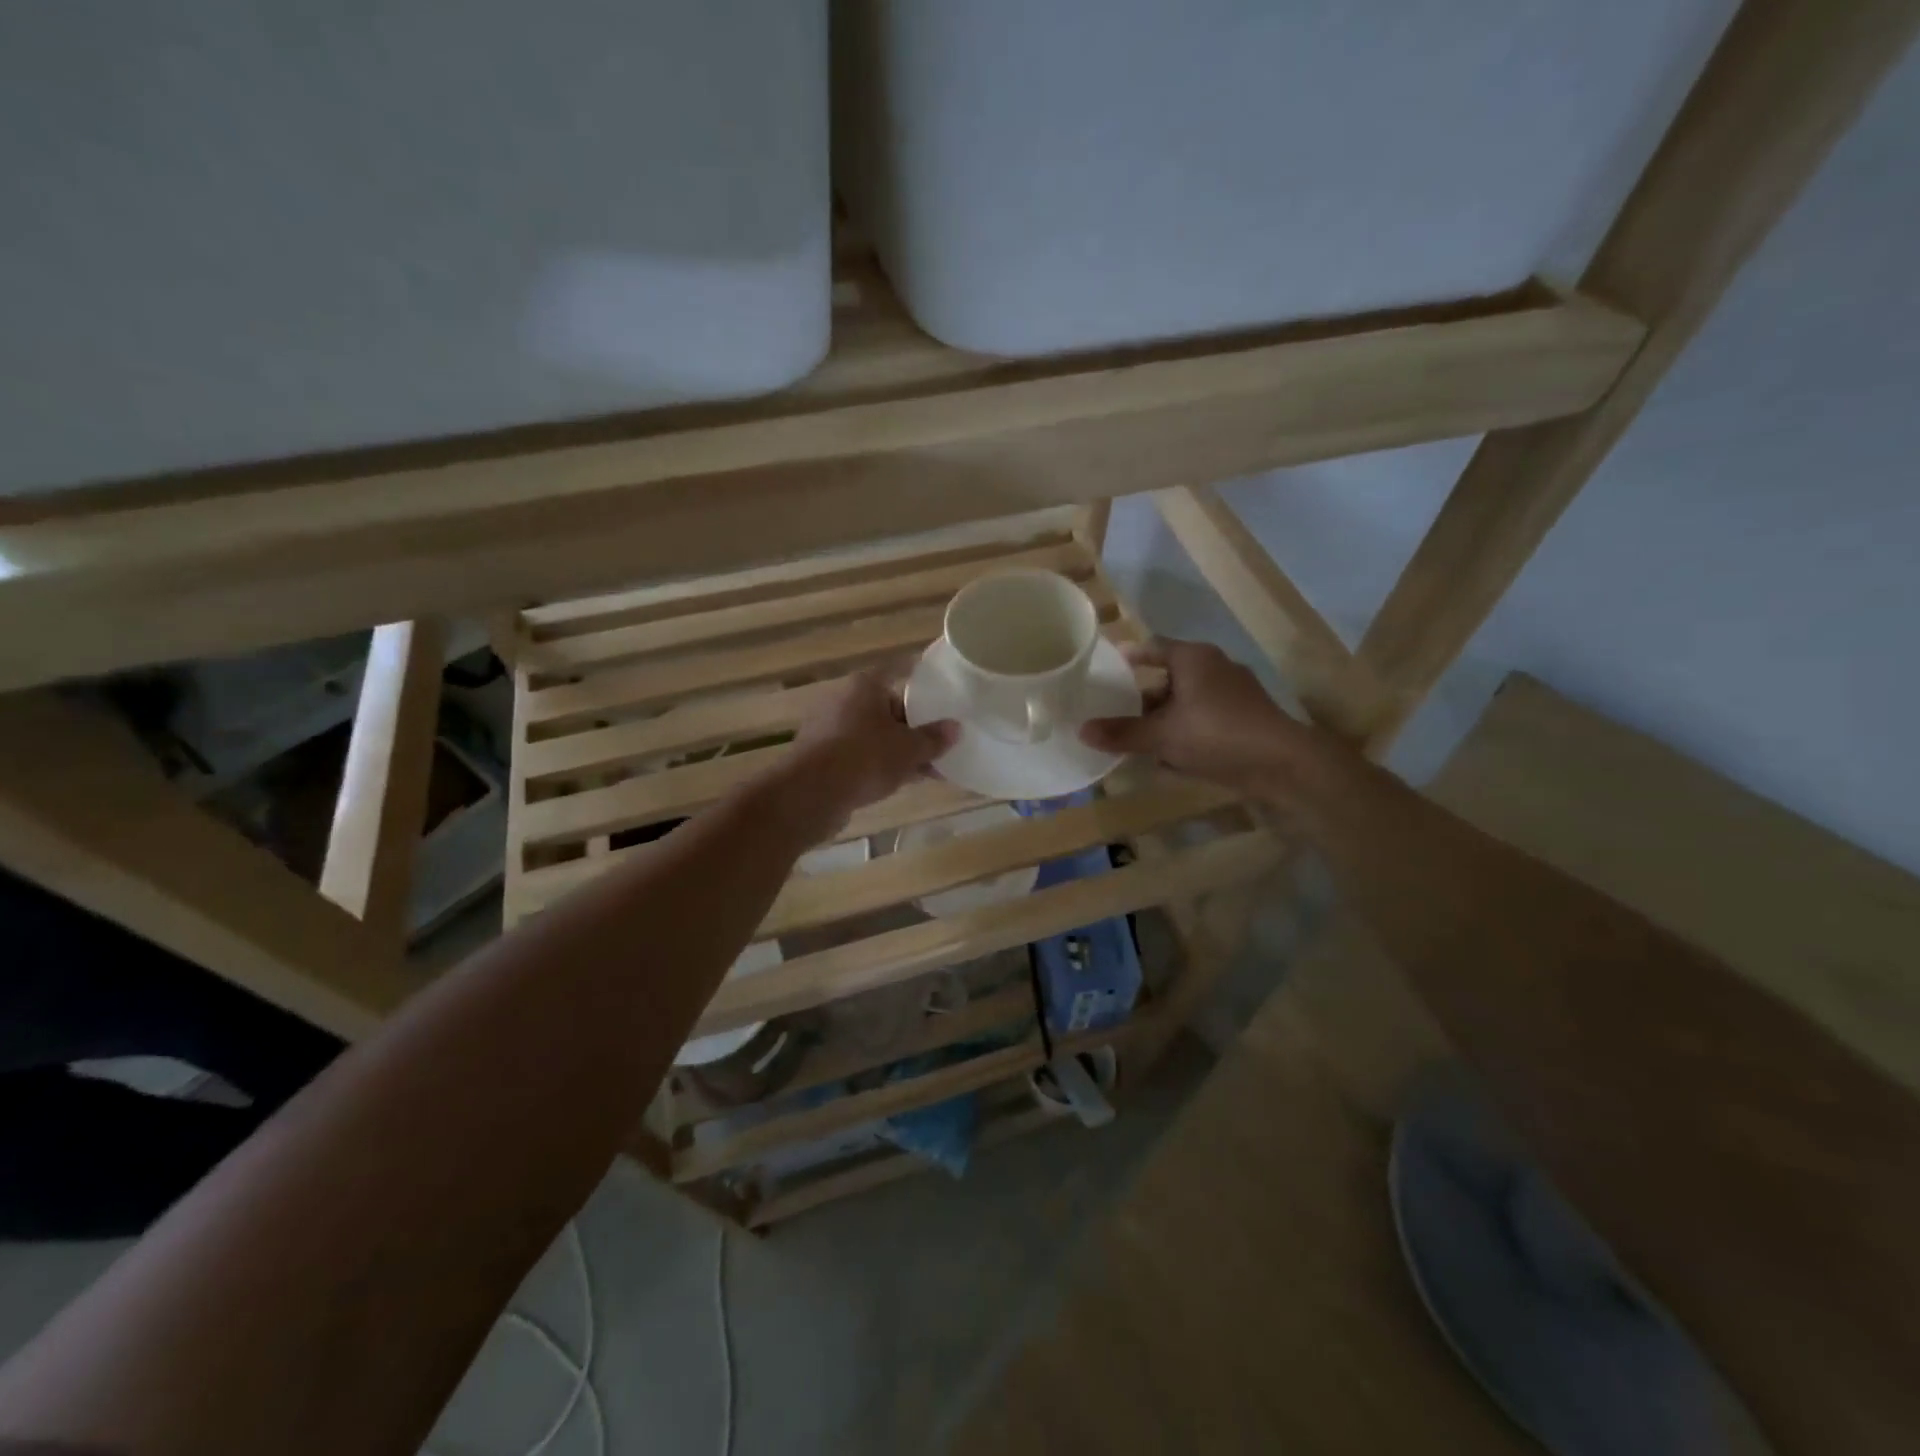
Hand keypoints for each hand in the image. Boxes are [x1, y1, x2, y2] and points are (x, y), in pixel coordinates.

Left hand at [779, 663, 957, 832]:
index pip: (898, 672)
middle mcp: (843, 700)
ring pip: (873, 734)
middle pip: (887, 707)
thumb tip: (955, 728)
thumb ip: (933, 739)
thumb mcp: (909, 750)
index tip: (941, 692)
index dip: (920, 682)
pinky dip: (877, 764)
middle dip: (913, 727)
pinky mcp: (820, 756)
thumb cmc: (864, 758)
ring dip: (897, 750)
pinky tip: (899, 783)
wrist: (809, 793)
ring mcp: (828, 728)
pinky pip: (858, 755)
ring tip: (927, 770)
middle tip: (940, 744)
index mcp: (865, 685)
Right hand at [1079, 639, 1308, 793]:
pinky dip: (1186, 733)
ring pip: (1187, 702)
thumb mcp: (1161, 736)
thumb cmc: (1216, 734)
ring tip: (1138, 739)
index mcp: (1194, 659)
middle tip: (1116, 711)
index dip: (1131, 656)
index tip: (1111, 666)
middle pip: (1170, 677)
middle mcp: (1215, 668)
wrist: (1282, 764)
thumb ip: (1122, 733)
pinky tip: (1171, 759)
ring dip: (1164, 719)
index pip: (1155, 647)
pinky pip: (1205, 720)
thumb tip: (1081, 730)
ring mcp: (1234, 694)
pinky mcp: (1245, 719)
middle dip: (1144, 697)